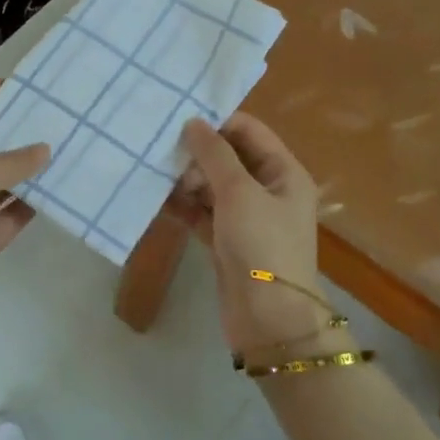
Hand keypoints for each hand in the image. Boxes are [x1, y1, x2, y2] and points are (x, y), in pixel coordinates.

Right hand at [174, 114, 328, 353]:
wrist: (268, 317)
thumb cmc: (261, 245)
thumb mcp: (239, 192)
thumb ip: (215, 154)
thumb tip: (193, 122)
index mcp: (284, 172)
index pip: (249, 131)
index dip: (216, 124)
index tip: (178, 124)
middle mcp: (268, 190)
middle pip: (228, 158)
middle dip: (196, 155)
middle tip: (165, 157)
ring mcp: (247, 218)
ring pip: (212, 186)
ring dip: (186, 180)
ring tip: (155, 177)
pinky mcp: (226, 241)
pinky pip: (202, 213)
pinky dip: (183, 206)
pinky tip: (157, 201)